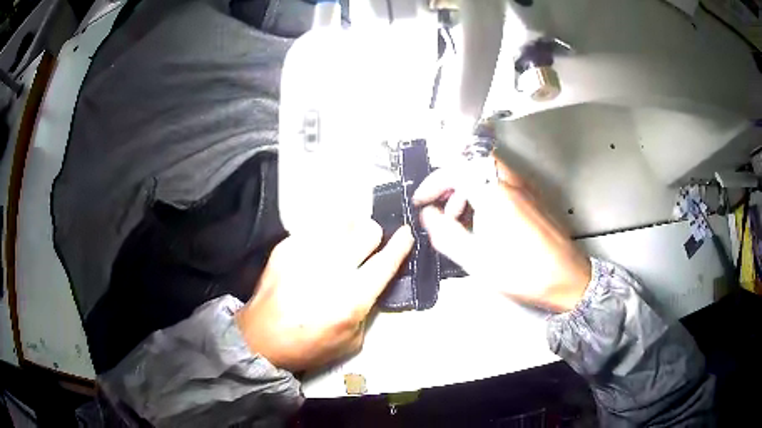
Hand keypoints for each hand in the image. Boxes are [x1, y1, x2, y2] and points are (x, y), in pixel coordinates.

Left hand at [236, 221, 412, 371]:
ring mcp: (306, 253)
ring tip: (343, 242)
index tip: (407, 233)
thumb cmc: (309, 345)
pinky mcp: (286, 247)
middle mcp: (332, 269)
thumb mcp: (352, 340)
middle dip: (374, 235)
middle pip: (367, 230)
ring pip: (342, 221)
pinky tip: (317, 250)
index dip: (401, 244)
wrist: (262, 338)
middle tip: (368, 245)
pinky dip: (324, 235)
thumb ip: (367, 308)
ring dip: (349, 230)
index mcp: (352, 297)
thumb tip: (371, 281)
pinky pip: (315, 228)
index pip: (386, 261)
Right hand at [413, 157, 590, 312]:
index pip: (455, 168)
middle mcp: (511, 183)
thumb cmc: (523, 273)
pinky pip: (502, 183)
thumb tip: (427, 215)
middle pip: (471, 162)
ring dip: (467, 188)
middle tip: (441, 208)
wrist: (567, 279)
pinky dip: (484, 194)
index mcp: (495, 194)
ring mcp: (525, 188)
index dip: (433, 182)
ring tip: (461, 219)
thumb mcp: (476, 260)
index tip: (423, 201)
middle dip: (450, 182)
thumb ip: (446, 234)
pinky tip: (484, 222)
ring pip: (487, 172)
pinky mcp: (533, 197)